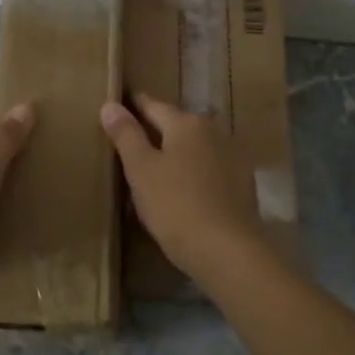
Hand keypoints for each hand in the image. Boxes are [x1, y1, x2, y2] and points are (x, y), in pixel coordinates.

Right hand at [100, 93, 268, 283]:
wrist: (226, 250)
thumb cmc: (175, 206)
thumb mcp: (141, 170)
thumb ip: (126, 135)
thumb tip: (110, 104)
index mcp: (186, 123)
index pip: (153, 106)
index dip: (134, 107)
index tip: (120, 107)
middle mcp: (214, 131)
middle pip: (178, 125)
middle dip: (157, 131)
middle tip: (134, 144)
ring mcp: (233, 156)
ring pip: (197, 147)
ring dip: (179, 153)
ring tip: (158, 169)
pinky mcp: (243, 183)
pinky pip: (211, 169)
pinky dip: (195, 172)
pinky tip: (185, 190)